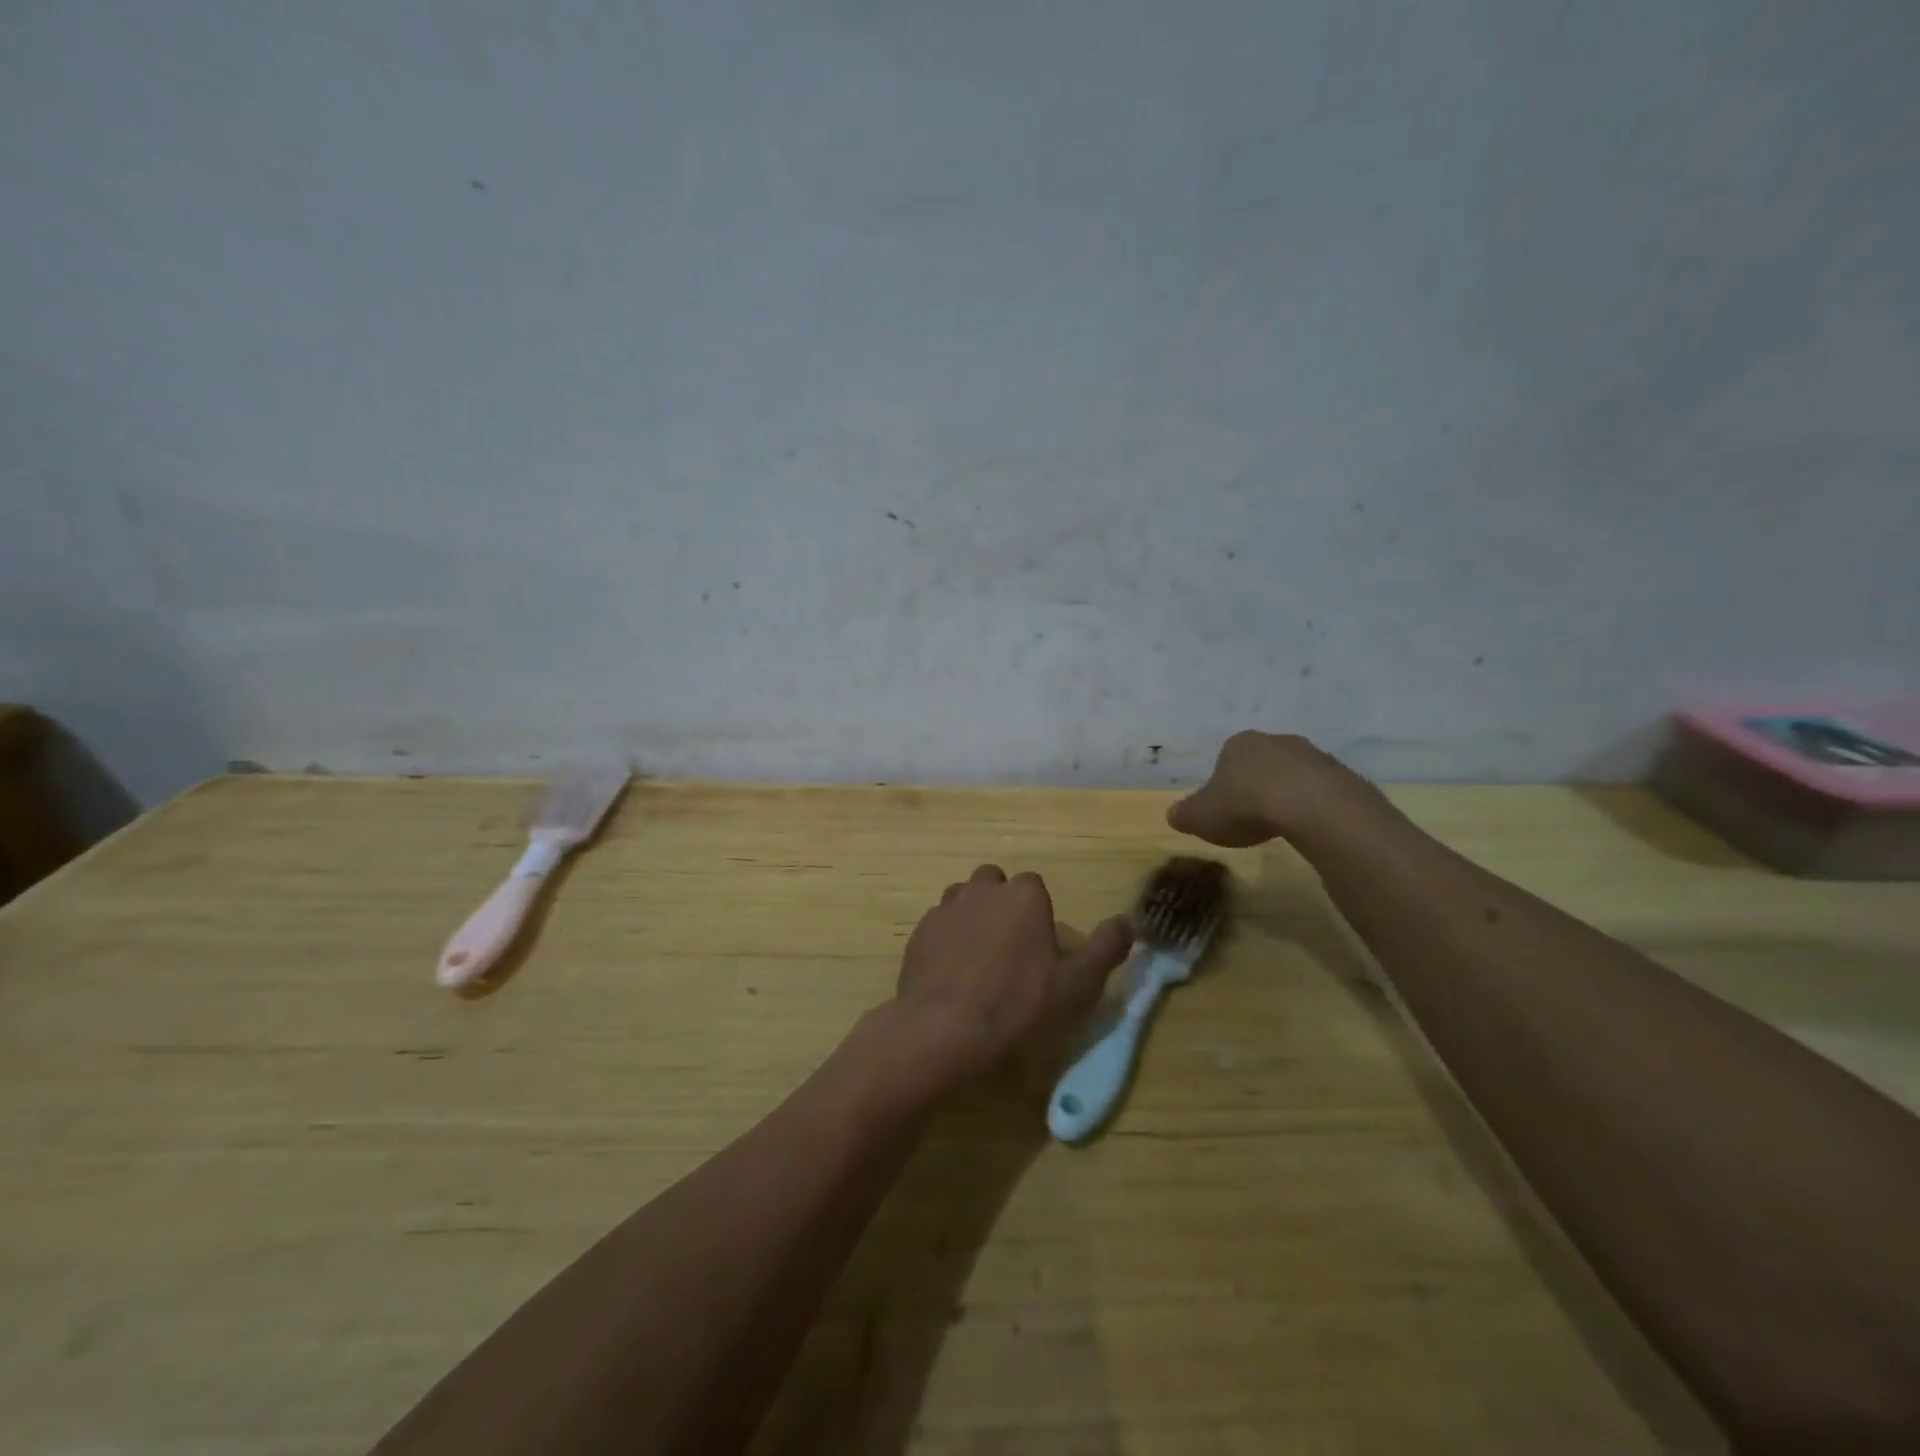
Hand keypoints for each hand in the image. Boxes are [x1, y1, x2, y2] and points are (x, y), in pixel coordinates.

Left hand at [895, 865, 1134, 1083]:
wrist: (943, 1030)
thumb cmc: (1018, 1005)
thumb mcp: (1077, 984)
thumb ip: (1106, 948)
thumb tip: (1129, 921)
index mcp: (1024, 895)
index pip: (1035, 887)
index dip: (1038, 916)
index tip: (1040, 950)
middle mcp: (983, 889)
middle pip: (996, 885)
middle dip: (1003, 907)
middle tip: (1010, 951)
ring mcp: (946, 907)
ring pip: (964, 900)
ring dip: (973, 918)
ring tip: (979, 961)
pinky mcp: (919, 930)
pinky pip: (939, 924)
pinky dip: (947, 939)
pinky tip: (952, 974)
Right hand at [1168, 731, 1386, 847]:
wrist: (1311, 806)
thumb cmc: (1245, 805)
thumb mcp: (1201, 817)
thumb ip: (1184, 814)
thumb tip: (1173, 815)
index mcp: (1238, 744)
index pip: (1226, 759)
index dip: (1223, 784)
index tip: (1225, 809)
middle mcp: (1275, 741)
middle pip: (1261, 763)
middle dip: (1256, 785)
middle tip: (1252, 817)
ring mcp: (1313, 754)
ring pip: (1293, 775)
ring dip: (1287, 794)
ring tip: (1282, 825)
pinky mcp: (1342, 774)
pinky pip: (1321, 790)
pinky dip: (1313, 806)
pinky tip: (1308, 827)